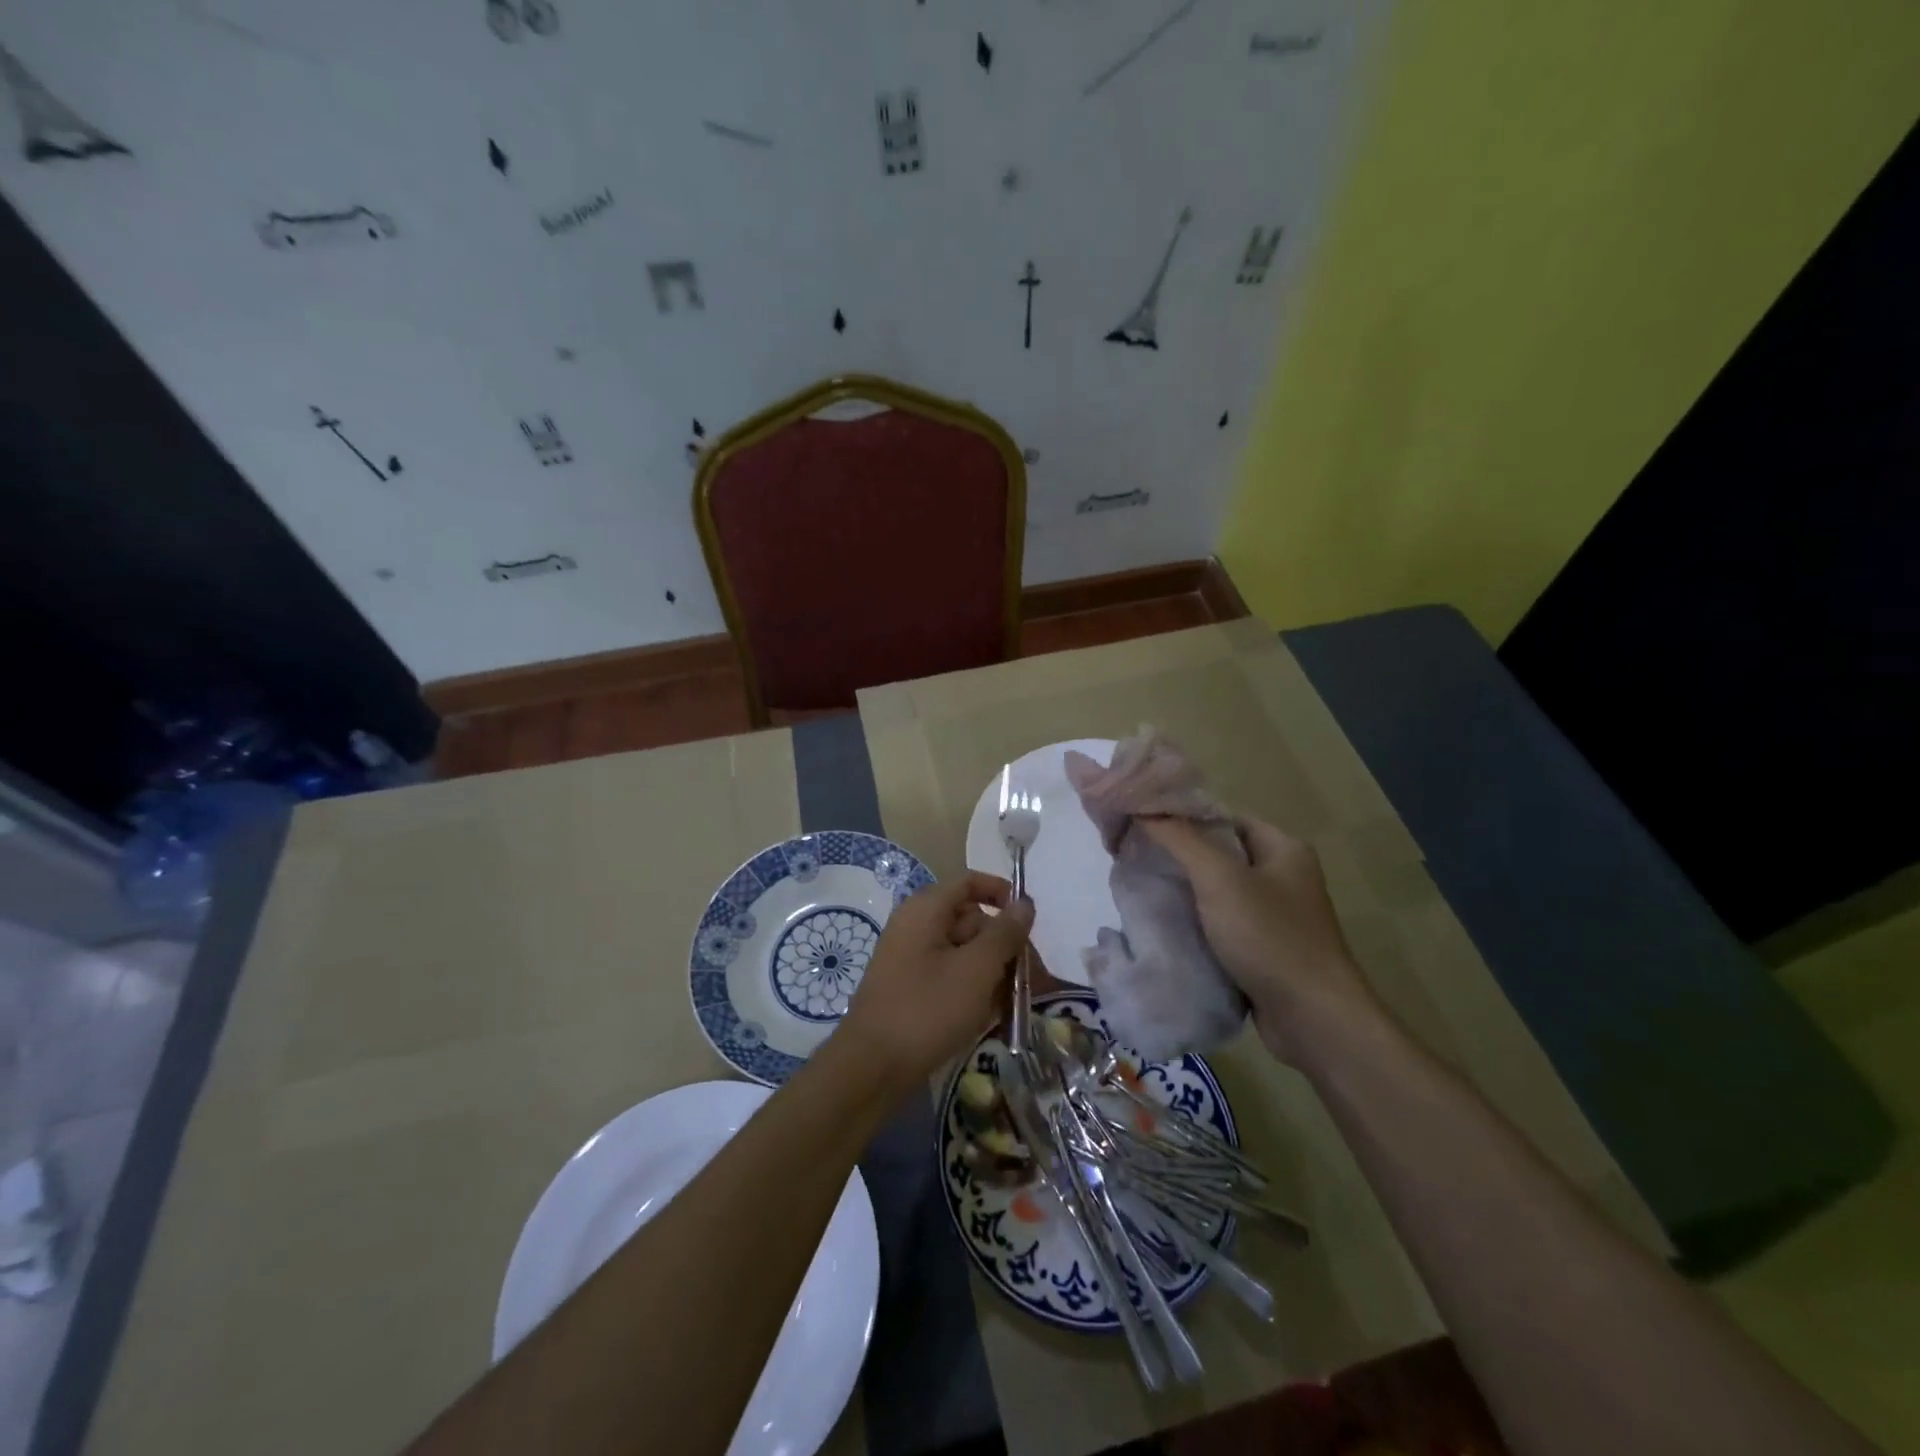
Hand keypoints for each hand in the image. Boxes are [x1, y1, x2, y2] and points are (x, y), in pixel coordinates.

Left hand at [836, 873, 1034, 1092]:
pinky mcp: (910, 987)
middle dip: (1004, 944)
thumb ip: (1004, 933)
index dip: (1003, 894)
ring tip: (1015, 1003)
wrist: (872, 1068)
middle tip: (1032, 977)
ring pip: (963, 951)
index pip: (970, 882)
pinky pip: (949, 975)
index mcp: (926, 909)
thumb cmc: (927, 1010)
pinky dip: (972, 988)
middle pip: (971, 919)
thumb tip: (1025, 903)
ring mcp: (910, 957)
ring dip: (993, 971)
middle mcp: (915, 925)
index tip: (1030, 921)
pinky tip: (991, 1015)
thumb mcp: (976, 969)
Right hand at [1139, 815, 1380, 1064]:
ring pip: (1217, 891)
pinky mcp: (1264, 949)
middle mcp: (1283, 876)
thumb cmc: (1270, 937)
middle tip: (1132, 856)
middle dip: (1177, 855)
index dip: (1182, 816)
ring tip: (1140, 888)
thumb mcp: (1220, 879)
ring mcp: (1275, 915)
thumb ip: (1180, 839)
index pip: (1223, 817)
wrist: (1313, 1019)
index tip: (1139, 824)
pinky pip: (1221, 924)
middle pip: (1218, 853)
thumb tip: (1142, 808)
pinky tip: (1164, 925)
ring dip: (1183, 891)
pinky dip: (1195, 923)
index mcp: (1283, 848)